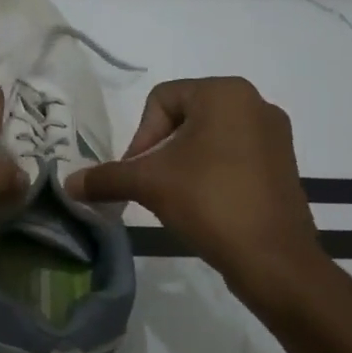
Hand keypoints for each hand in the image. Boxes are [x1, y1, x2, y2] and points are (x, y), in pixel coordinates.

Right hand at [65, 78, 330, 307]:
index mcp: (224, 92)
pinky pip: (234, 155)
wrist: (274, 260)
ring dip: (184, 162)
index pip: (161, 100)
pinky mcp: (284, 164)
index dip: (141, 136)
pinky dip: (212, 173)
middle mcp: (255, 102)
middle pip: (184, 116)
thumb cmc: (210, 202)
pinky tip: (206, 204)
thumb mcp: (148, 184)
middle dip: (161, 150)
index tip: (140, 173)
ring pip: (209, 137)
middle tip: (154, 185)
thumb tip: (67, 183)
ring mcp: (275, 134)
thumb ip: (106, 177)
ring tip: (178, 196)